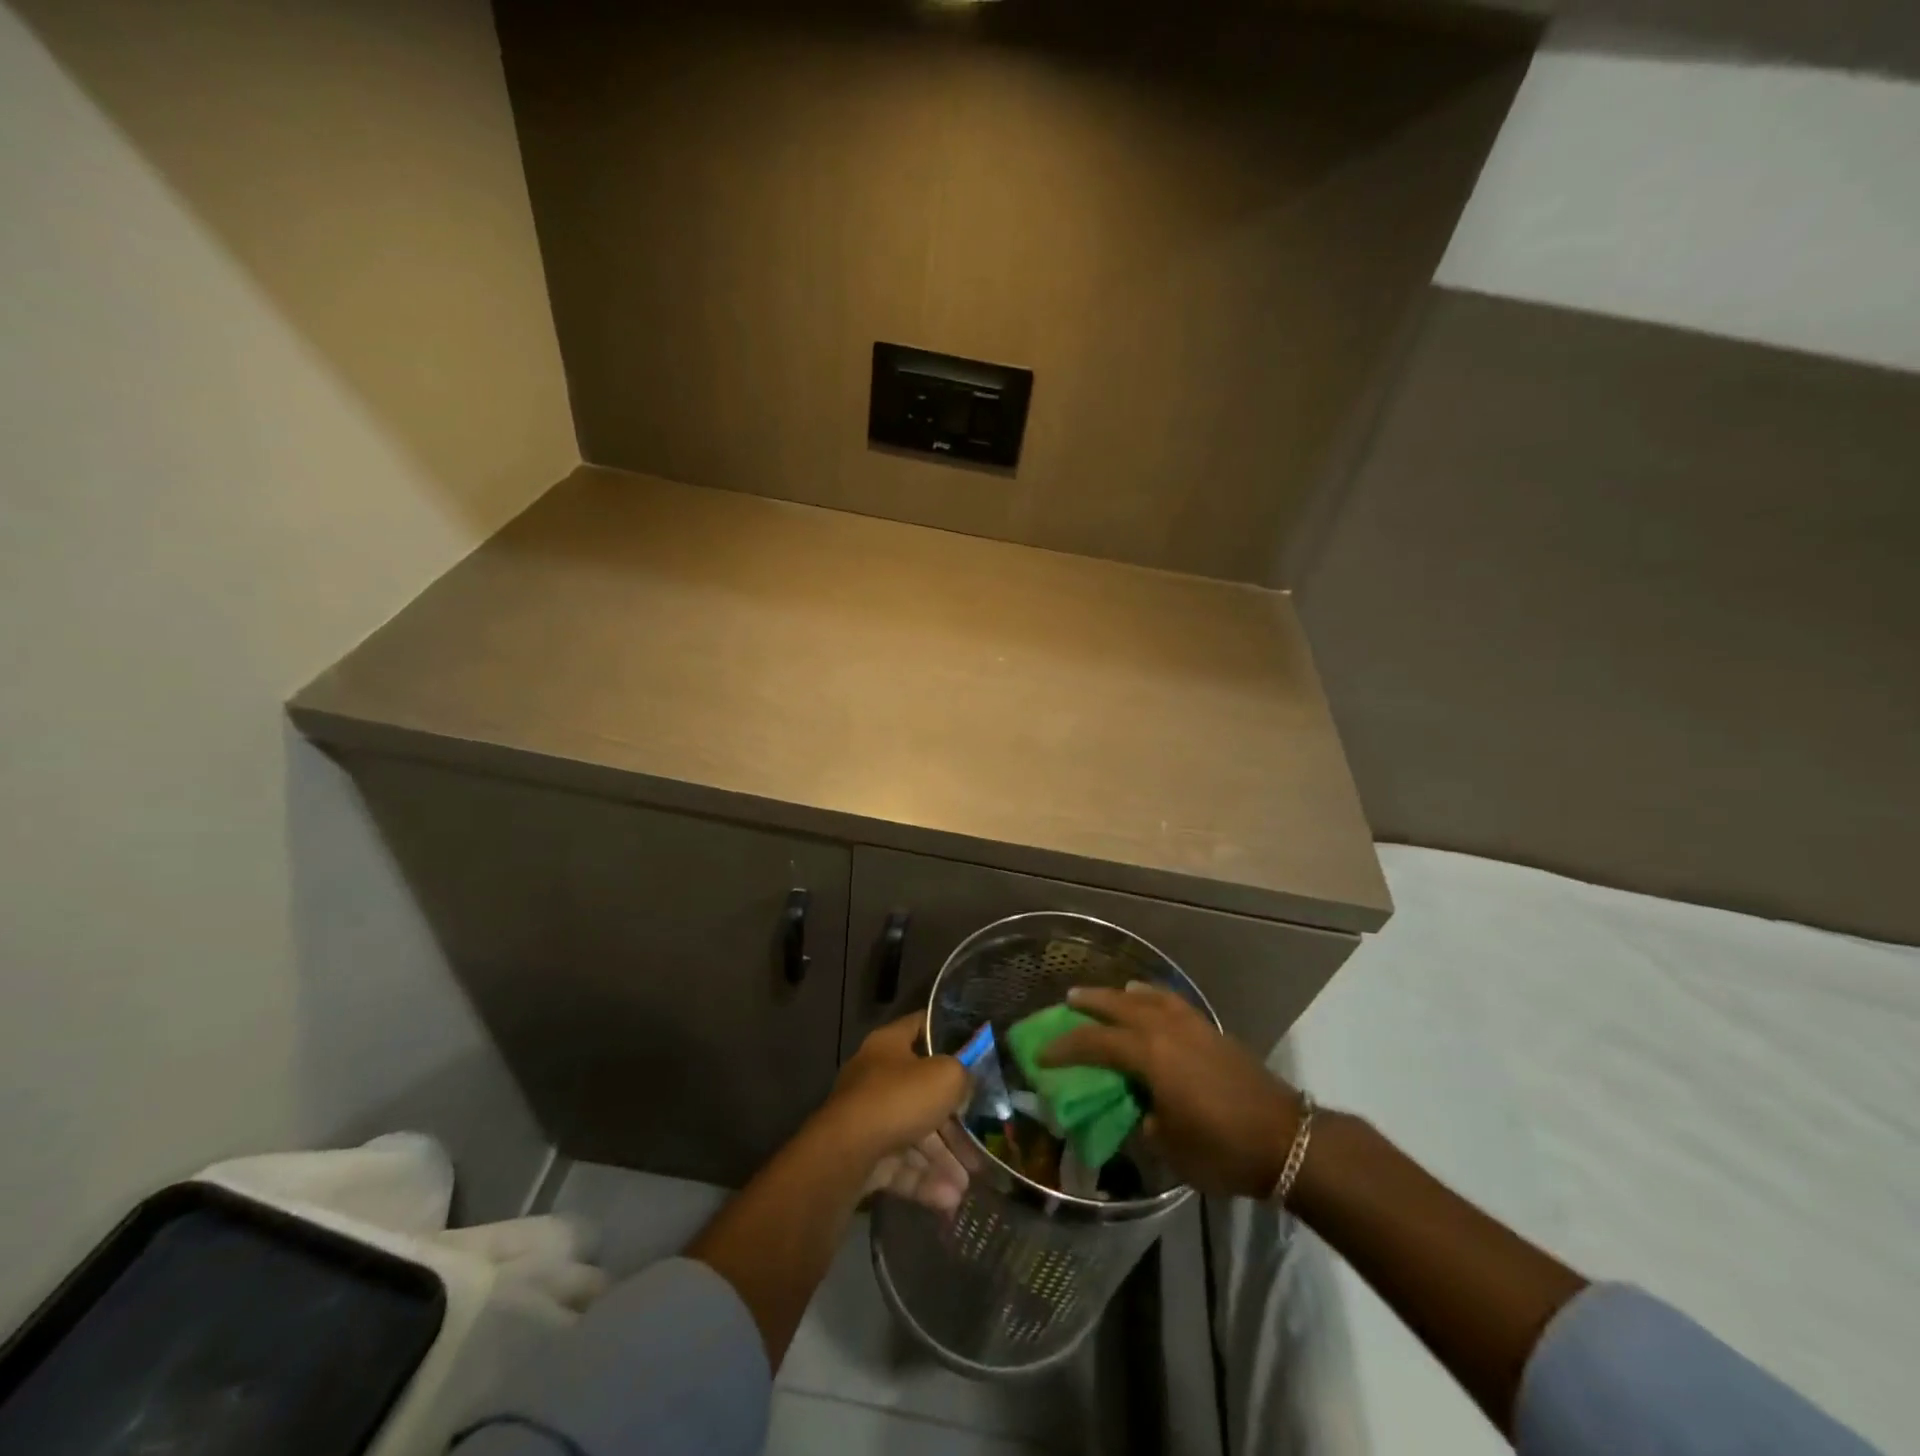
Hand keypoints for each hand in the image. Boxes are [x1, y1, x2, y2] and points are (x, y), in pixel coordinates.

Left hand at [821, 1015, 971, 1213]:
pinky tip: (948, 1200)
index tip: (975, 1050)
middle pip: (922, 1092)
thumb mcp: (946, 1077)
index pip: (921, 1026)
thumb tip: (965, 1087)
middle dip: (953, 1123)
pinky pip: (899, 1164)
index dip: (947, 1033)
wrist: (845, 1155)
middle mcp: (876, 1076)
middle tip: (978, 1146)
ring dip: (942, 1159)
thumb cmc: (898, 1100)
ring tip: (967, 1184)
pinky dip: (923, 1180)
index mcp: (889, 1044)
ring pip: (913, 1134)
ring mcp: (867, 1117)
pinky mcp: (863, 1156)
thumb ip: (963, 1076)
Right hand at [1041, 983, 1301, 1198]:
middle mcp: (1165, 1029)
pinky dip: (1153, 996)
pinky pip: (1171, 1002)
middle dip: (1089, 1003)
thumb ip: (1142, 1121)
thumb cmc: (1222, 1148)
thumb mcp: (1168, 1147)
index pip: (1094, 1042)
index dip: (1064, 1048)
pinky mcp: (1211, 1030)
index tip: (1041, 1055)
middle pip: (1117, 1005)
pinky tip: (1150, 1000)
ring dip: (1120, 994)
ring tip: (1106, 995)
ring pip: (1146, 997)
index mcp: (1148, 1054)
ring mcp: (1191, 1025)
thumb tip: (1135, 1108)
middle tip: (1067, 1002)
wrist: (1286, 1140)